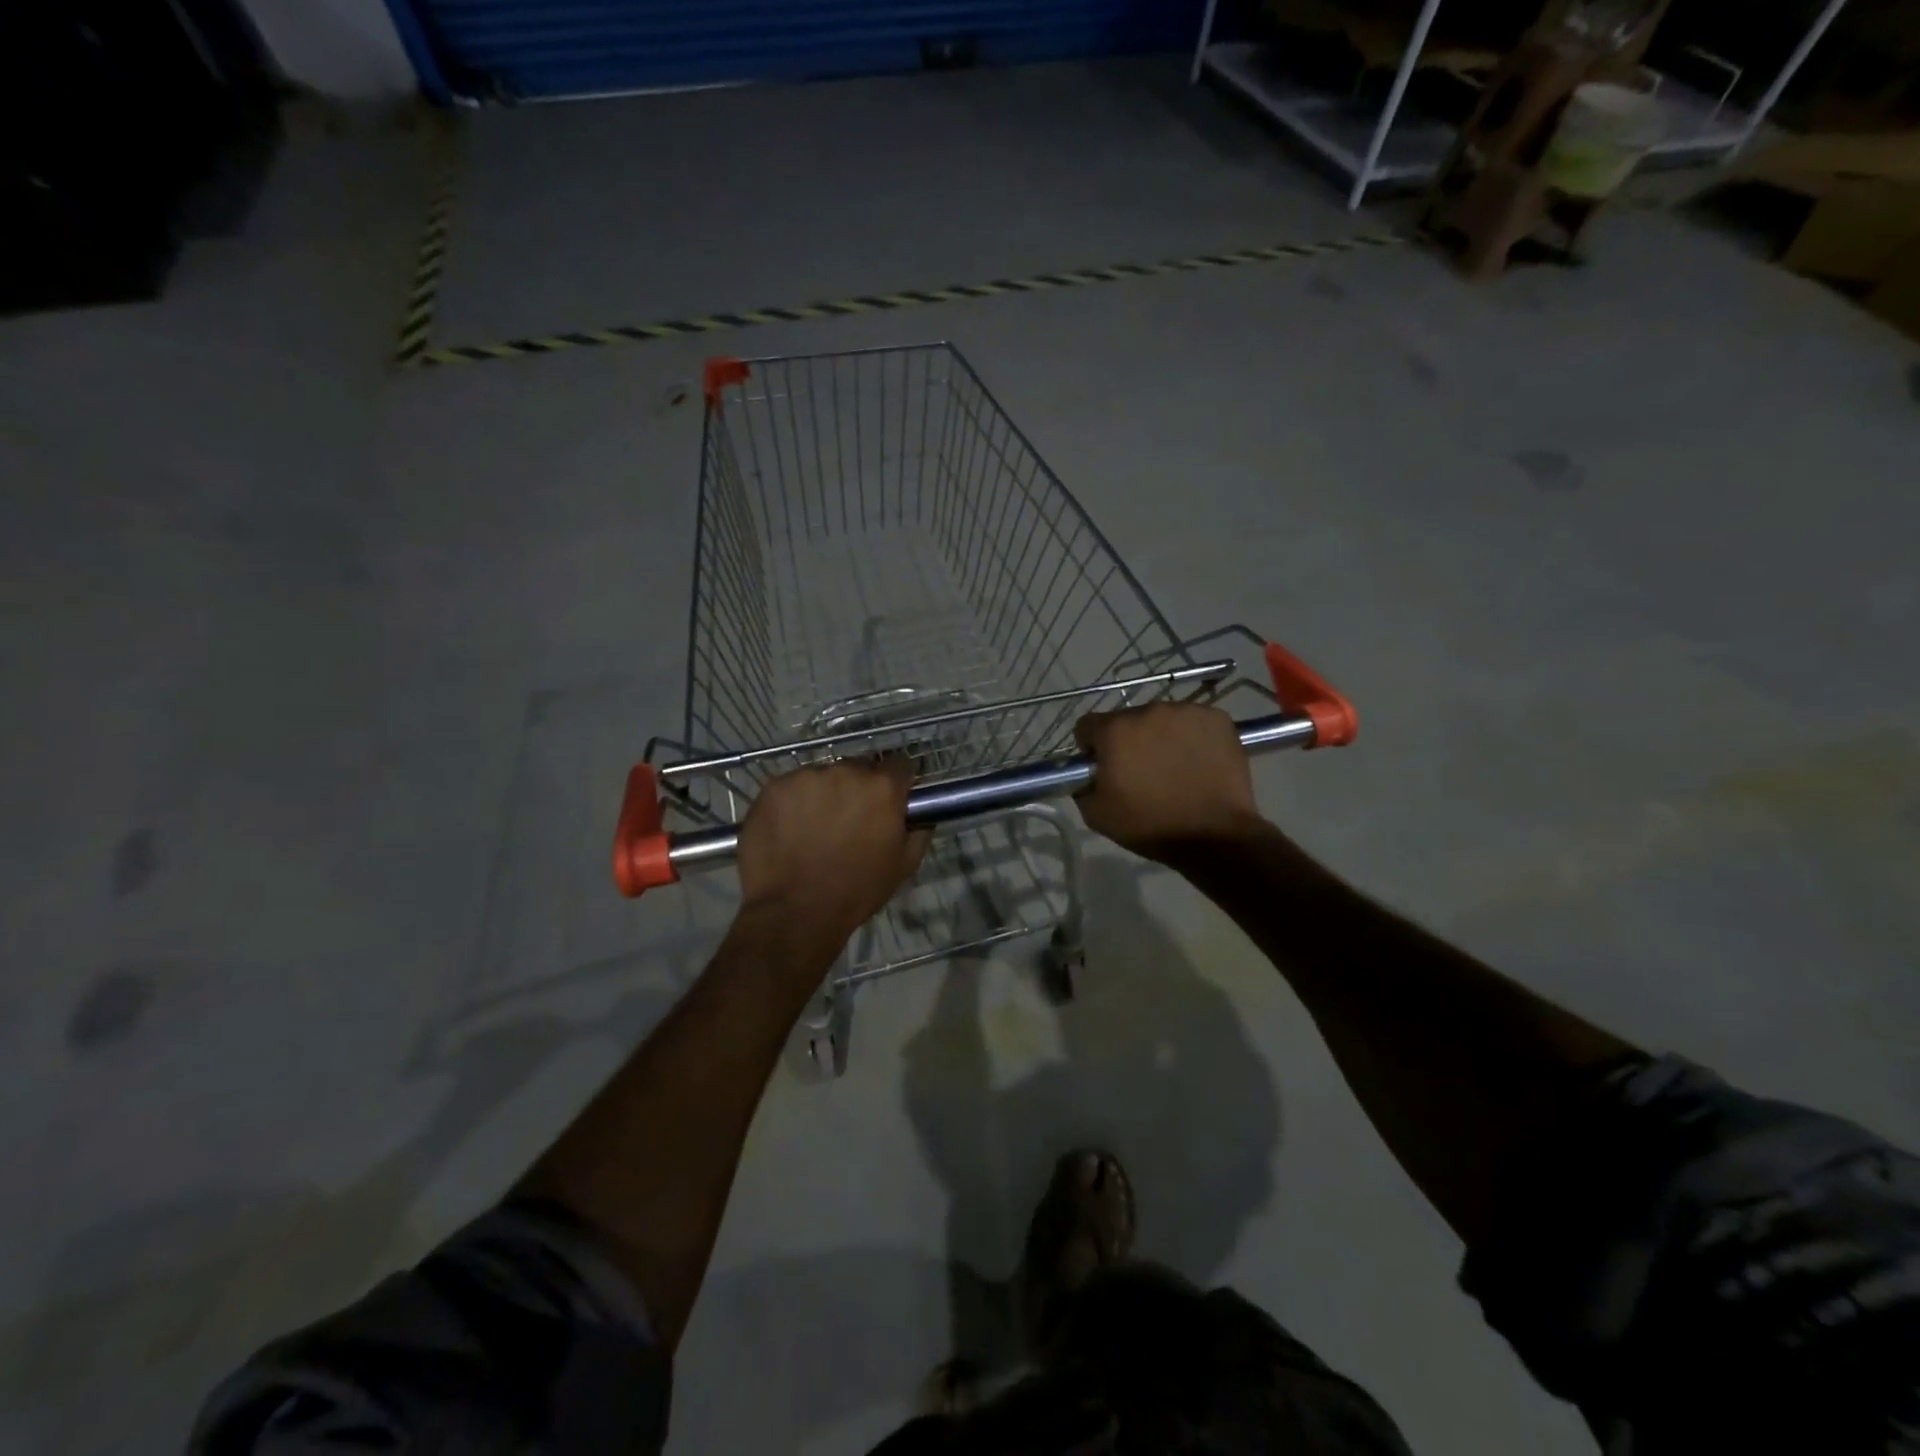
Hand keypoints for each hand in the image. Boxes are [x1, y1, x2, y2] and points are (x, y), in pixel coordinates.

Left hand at [736, 758, 929, 949]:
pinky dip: (793, 803)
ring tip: (814, 829)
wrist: (794, 911)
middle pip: (858, 768)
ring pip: (822, 777)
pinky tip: (789, 831)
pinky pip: (791, 788)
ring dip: (823, 795)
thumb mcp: (903, 865)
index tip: (891, 798)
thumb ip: (918, 830)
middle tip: (849, 820)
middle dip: (857, 788)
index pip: (899, 763)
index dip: (897, 781)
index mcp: (882, 788)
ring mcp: (806, 777)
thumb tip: (920, 813)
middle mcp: (846, 771)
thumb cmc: (856, 891)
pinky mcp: (774, 787)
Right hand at [1073, 704, 1265, 861]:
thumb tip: (1087, 775)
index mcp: (1115, 731)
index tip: (1103, 766)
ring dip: (1160, 737)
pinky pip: (1193, 722)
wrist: (1214, 835)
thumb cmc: (1151, 825)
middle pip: (1127, 720)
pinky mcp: (1217, 718)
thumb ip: (1081, 786)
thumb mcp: (1097, 815)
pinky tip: (1197, 761)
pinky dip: (1191, 737)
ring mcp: (1186, 712)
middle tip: (1141, 771)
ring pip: (1161, 719)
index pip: (1088, 725)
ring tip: (1173, 768)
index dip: (1091, 747)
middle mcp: (1148, 711)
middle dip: (1128, 741)